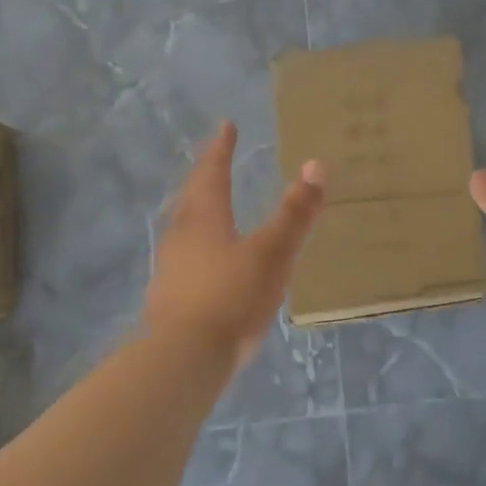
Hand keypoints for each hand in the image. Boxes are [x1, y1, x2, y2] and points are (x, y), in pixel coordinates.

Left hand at [141, 122, 326, 371]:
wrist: (183, 359)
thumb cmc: (231, 296)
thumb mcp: (273, 252)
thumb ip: (295, 212)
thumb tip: (316, 164)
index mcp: (204, 217)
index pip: (212, 172)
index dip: (220, 148)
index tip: (225, 126)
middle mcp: (181, 235)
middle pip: (192, 196)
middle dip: (206, 175)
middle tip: (216, 160)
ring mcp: (171, 268)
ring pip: (185, 226)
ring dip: (199, 209)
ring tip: (212, 205)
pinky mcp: (169, 298)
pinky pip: (186, 256)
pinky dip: (199, 244)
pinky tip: (209, 261)